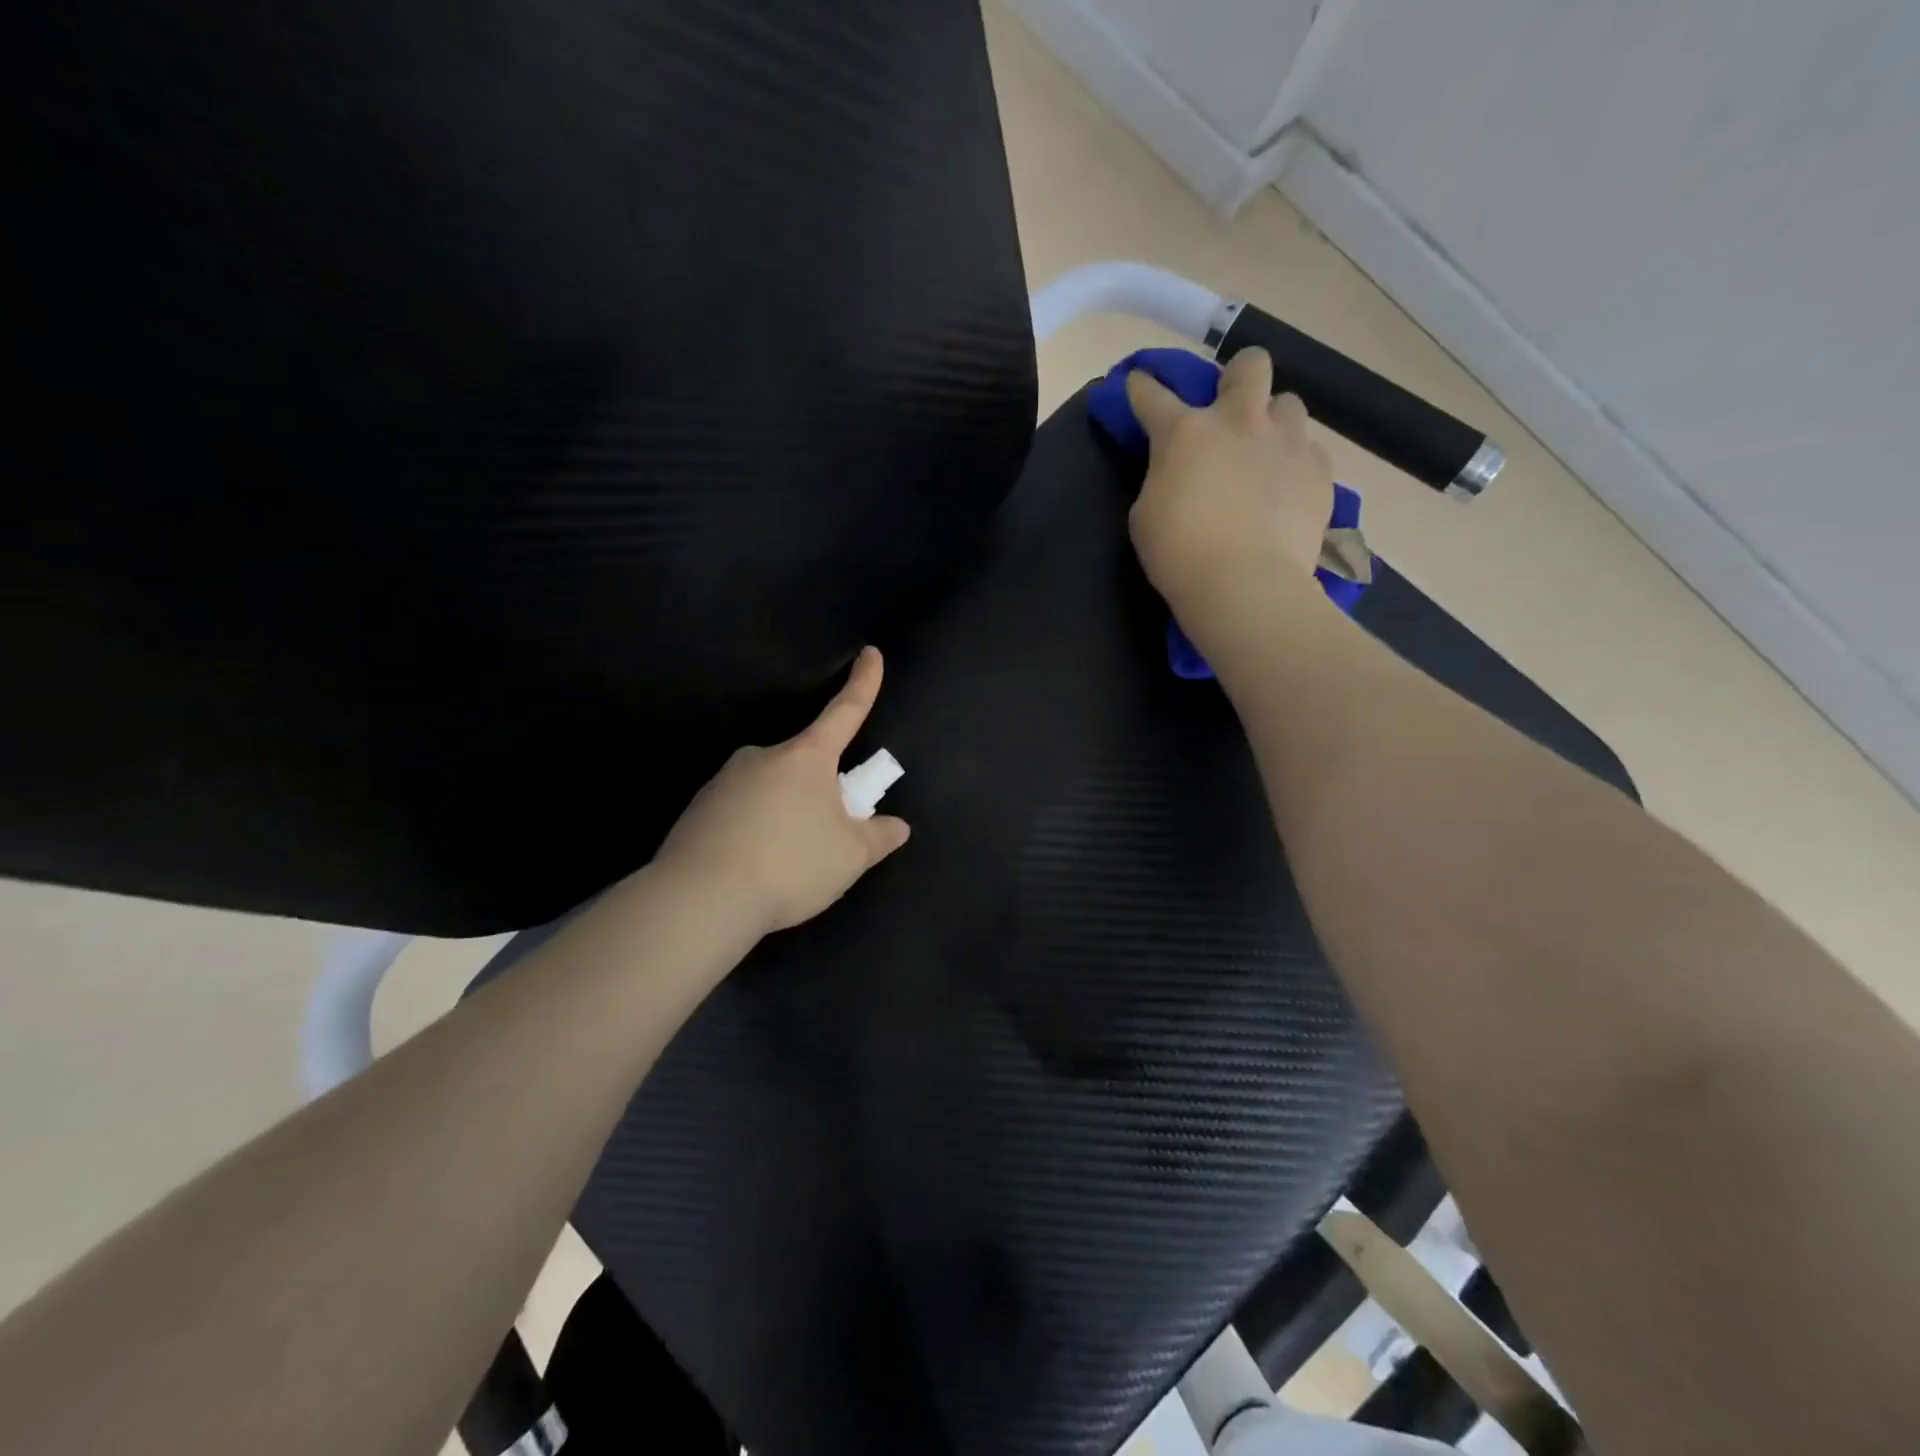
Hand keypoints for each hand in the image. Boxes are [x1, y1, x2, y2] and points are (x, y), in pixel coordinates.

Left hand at [656, 647, 910, 934]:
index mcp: (806, 757)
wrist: (700, 898)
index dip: (863, 683)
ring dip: (784, 815)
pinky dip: (753, 832)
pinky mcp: (698, 810)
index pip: (845, 711)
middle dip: (819, 792)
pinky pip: (740, 813)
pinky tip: (753, 869)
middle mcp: (763, 756)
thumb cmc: (790, 864)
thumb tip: (897, 826)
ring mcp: (725, 781)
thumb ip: (878, 837)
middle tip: (823, 838)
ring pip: (770, 791)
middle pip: (805, 764)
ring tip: (784, 865)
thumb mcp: (850, 857)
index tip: (870, 653)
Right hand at [1124, 347, 1333, 629]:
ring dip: (1273, 421)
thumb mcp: (1147, 514)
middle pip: (1250, 365)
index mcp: (1185, 432)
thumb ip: (1163, 478)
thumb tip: (1179, 472)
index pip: (1154, 395)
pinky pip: (1310, 450)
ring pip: (1289, 403)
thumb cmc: (1179, 554)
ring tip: (1265, 453)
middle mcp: (1239, 421)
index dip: (1142, 386)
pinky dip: (1295, 463)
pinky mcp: (1319, 470)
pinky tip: (1286, 490)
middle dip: (1238, 376)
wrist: (1245, 584)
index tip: (1139, 382)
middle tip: (1229, 405)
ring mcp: (1287, 441)